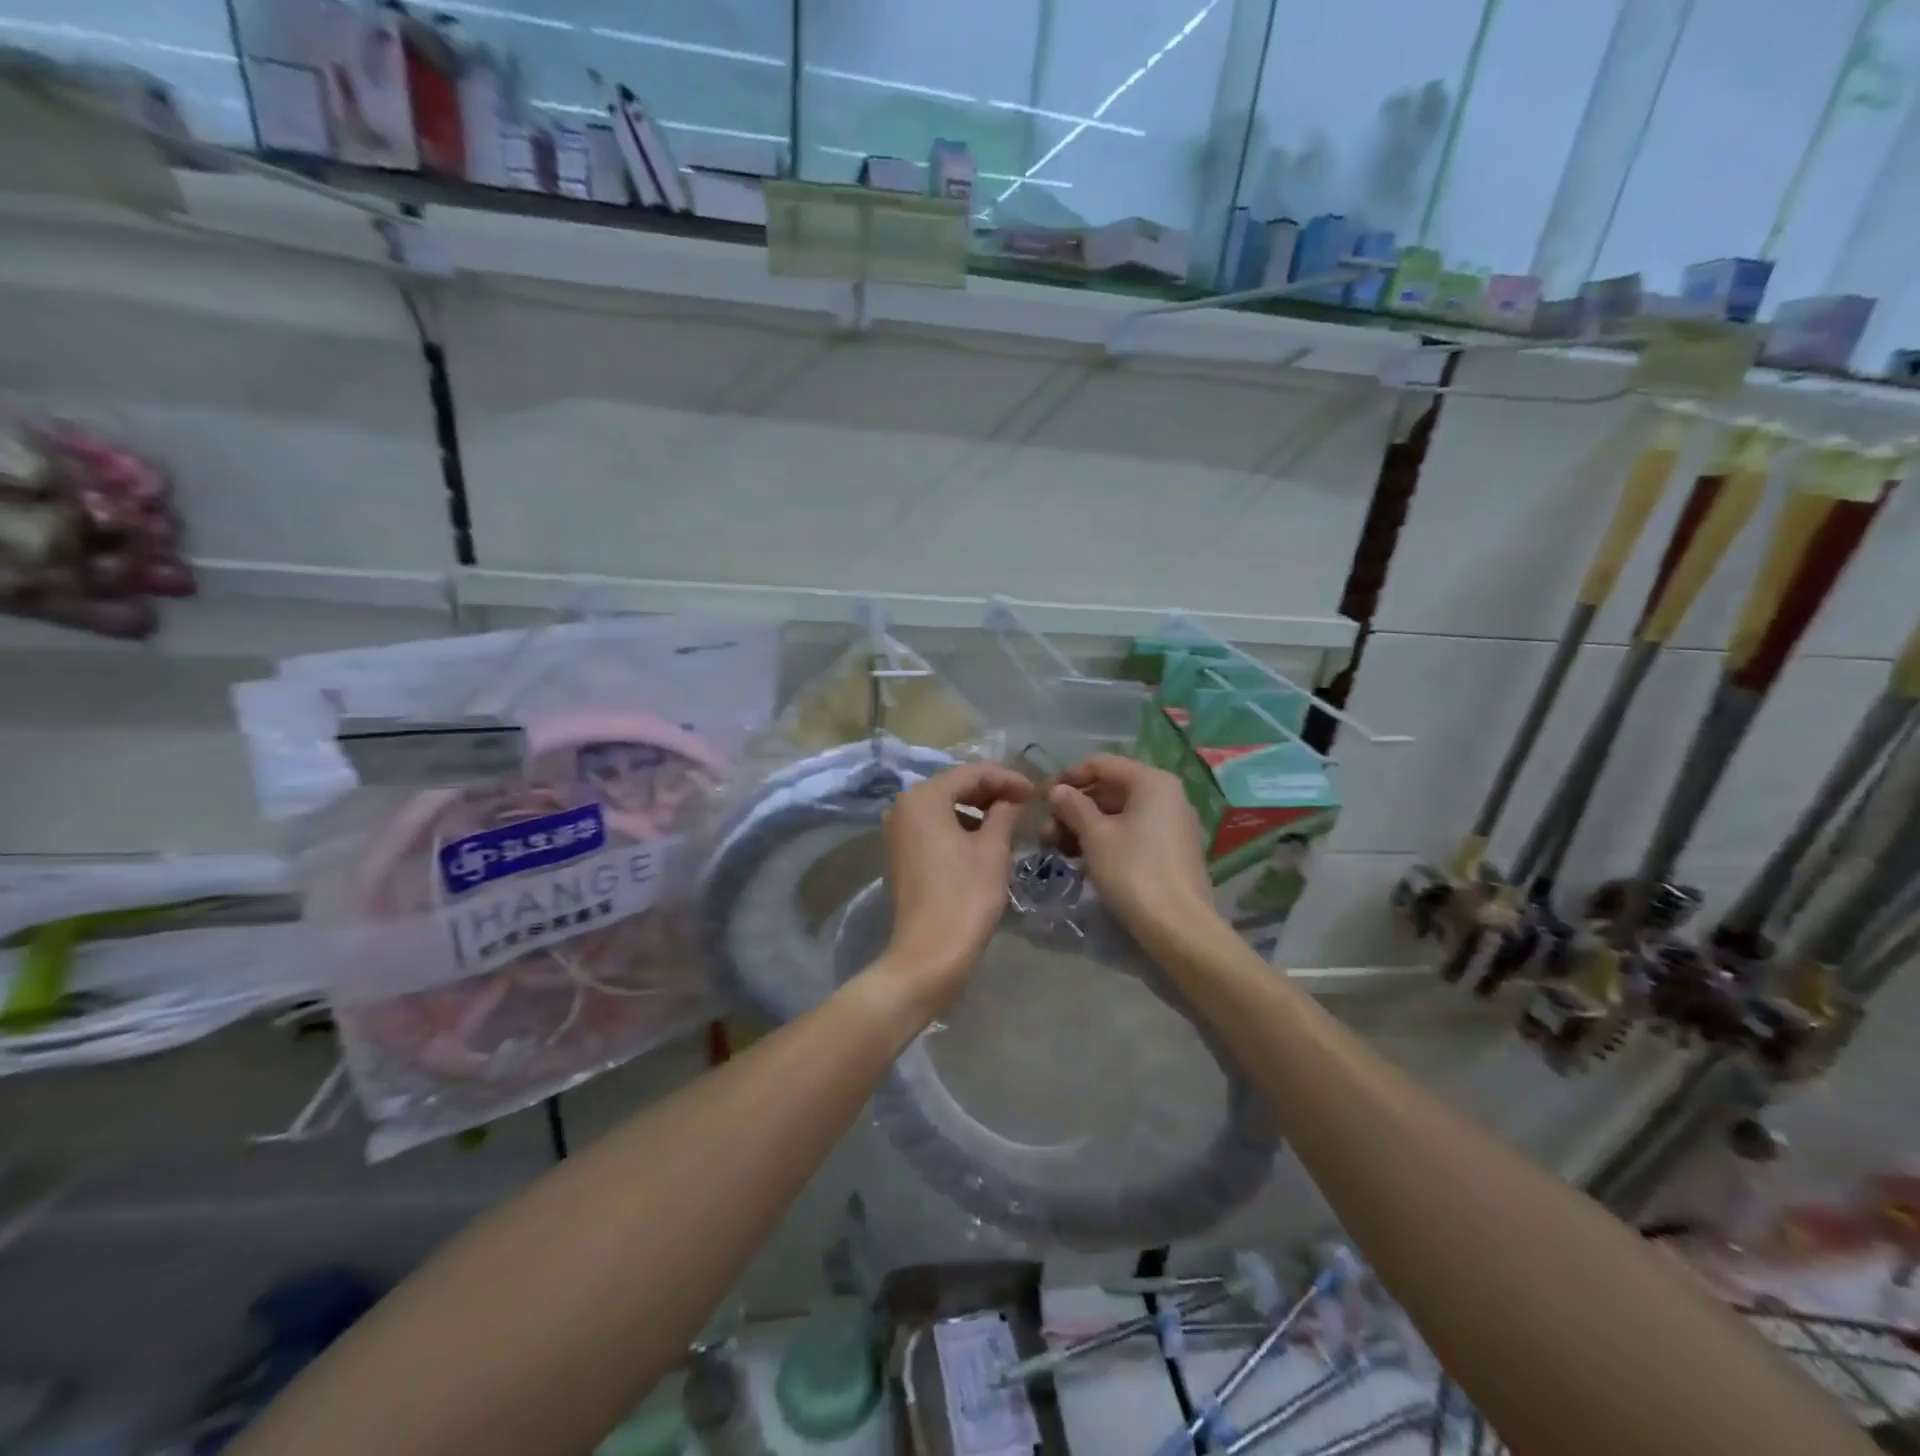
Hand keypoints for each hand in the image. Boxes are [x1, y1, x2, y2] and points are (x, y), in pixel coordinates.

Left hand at [877, 762, 1032, 1011]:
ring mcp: (898, 831)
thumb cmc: (965, 896)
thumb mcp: (993, 849)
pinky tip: (984, 838)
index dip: (1006, 778)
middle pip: (954, 786)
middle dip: (991, 791)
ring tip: (1009, 819)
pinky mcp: (901, 854)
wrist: (930, 954)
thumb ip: (1005, 813)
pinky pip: (934, 826)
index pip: (971, 773)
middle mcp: (903, 807)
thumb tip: (1012, 798)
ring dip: (976, 809)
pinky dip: (960, 826)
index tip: (1035, 791)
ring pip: (944, 806)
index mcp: (923, 798)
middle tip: (1025, 802)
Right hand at [1044, 754, 1217, 947]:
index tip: (1043, 800)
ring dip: (1085, 827)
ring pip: (1119, 813)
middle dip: (1074, 808)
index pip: (1101, 764)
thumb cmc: (1133, 871)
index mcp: (1152, 781)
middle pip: (1111, 789)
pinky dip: (1106, 840)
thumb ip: (1073, 807)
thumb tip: (1058, 790)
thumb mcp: (1095, 836)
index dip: (1069, 777)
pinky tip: (1083, 860)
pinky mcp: (1171, 850)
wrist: (1178, 927)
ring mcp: (1172, 823)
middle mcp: (1167, 795)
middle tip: (1046, 834)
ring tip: (1058, 850)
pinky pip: (1132, 832)